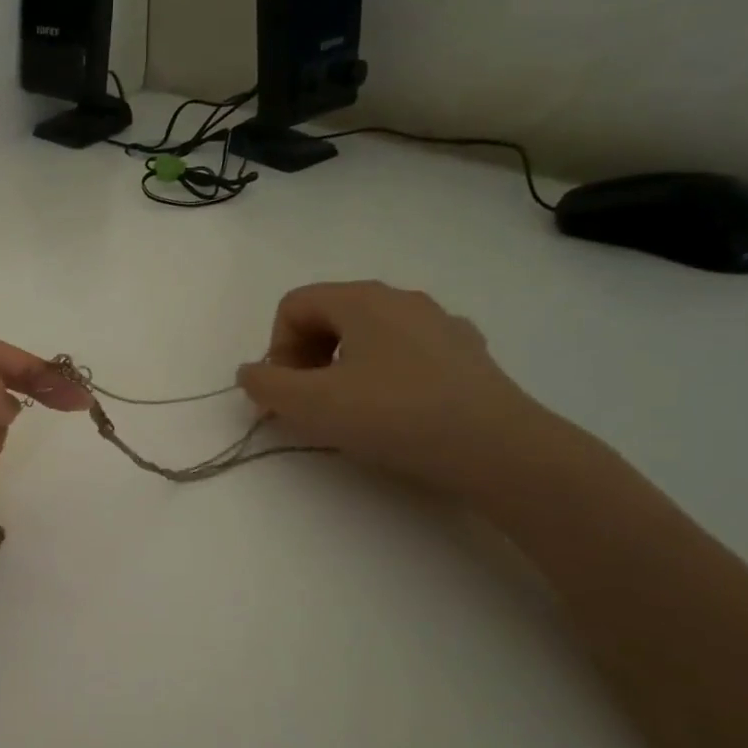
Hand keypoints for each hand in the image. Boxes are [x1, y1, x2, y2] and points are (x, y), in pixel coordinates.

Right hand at [237, 282, 556, 497]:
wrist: (495, 448)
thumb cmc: (392, 415)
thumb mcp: (310, 404)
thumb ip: (266, 385)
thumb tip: (251, 373)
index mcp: (361, 299)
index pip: (294, 305)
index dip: (277, 349)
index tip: (287, 393)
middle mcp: (402, 299)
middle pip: (330, 316)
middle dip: (307, 358)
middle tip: (310, 404)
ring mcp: (440, 324)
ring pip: (370, 335)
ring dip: (343, 368)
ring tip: (351, 412)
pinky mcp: (467, 354)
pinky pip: (407, 354)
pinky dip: (386, 375)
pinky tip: (397, 411)